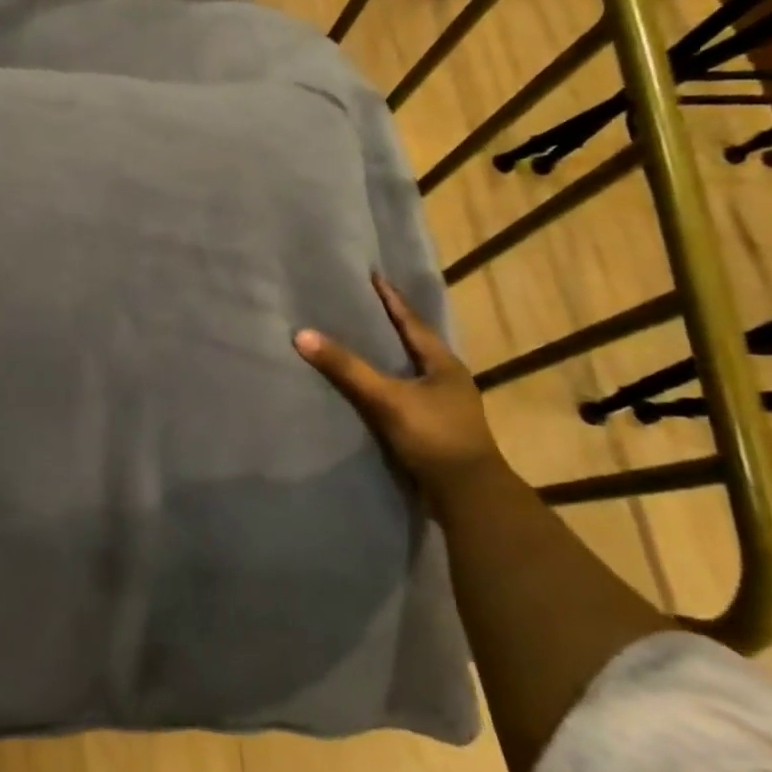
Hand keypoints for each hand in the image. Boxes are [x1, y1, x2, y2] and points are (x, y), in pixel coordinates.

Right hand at [294, 275, 505, 506]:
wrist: (468, 495)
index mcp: (443, 363)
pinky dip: (391, 385)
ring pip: (414, 371)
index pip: (412, 322)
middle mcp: (448, 379)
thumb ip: (346, 368)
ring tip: (367, 344)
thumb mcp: (386, 399)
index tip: (375, 276)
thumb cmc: (433, 437)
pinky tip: (375, 389)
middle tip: (366, 306)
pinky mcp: (438, 429)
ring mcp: (447, 406)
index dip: (391, 300)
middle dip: (392, 325)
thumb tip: (302, 335)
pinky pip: (409, 395)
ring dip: (392, 357)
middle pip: (416, 343)